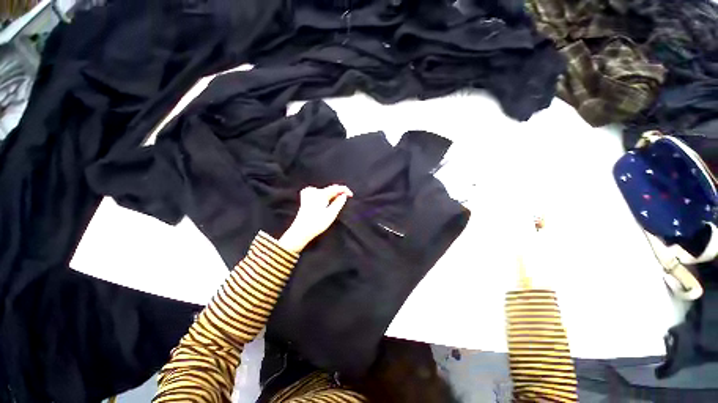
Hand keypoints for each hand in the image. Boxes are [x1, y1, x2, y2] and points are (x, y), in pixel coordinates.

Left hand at [278, 185, 353, 253]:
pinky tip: (324, 201)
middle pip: (330, 189)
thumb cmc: (317, 223)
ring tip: (336, 202)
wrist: (301, 231)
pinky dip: (323, 195)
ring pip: (324, 191)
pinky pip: (317, 192)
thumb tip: (344, 195)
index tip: (351, 195)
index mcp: (321, 194)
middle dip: (338, 193)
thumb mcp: (331, 214)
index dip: (345, 190)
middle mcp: (314, 191)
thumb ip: (339, 203)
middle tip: (344, 200)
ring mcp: (308, 194)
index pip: (336, 187)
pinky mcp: (305, 199)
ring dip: (331, 195)